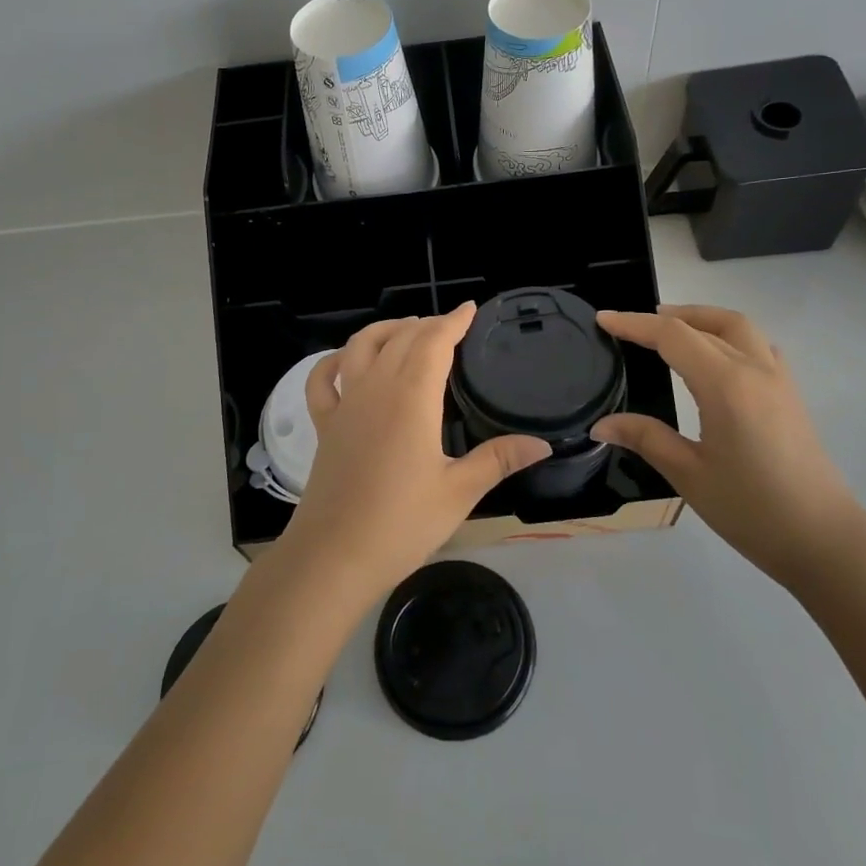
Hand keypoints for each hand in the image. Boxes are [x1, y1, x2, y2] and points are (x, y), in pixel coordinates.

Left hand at [279, 304, 551, 601]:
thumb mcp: (459, 492)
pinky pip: (322, 379)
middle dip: (427, 324)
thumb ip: (498, 459)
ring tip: (408, 330)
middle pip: (401, 337)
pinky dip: (334, 361)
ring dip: (386, 330)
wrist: (334, 556)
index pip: (433, 342)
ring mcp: (345, 404)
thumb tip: (542, 443)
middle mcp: (375, 388)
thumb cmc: (401, 523)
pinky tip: (348, 361)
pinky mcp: (324, 424)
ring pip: (361, 346)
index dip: (453, 321)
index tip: (470, 309)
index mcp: (411, 397)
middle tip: (450, 327)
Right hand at [591, 305, 863, 588]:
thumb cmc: (752, 510)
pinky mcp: (791, 395)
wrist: (825, 542)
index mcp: (726, 385)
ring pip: (738, 328)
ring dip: (702, 319)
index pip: (673, 336)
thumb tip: (601, 425)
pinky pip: (759, 346)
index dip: (634, 324)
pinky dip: (729, 337)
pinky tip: (716, 358)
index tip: (603, 319)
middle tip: (633, 326)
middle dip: (667, 316)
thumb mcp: (689, 476)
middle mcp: (755, 370)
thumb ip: (645, 438)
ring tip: (671, 331)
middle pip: (708, 323)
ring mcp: (779, 380)